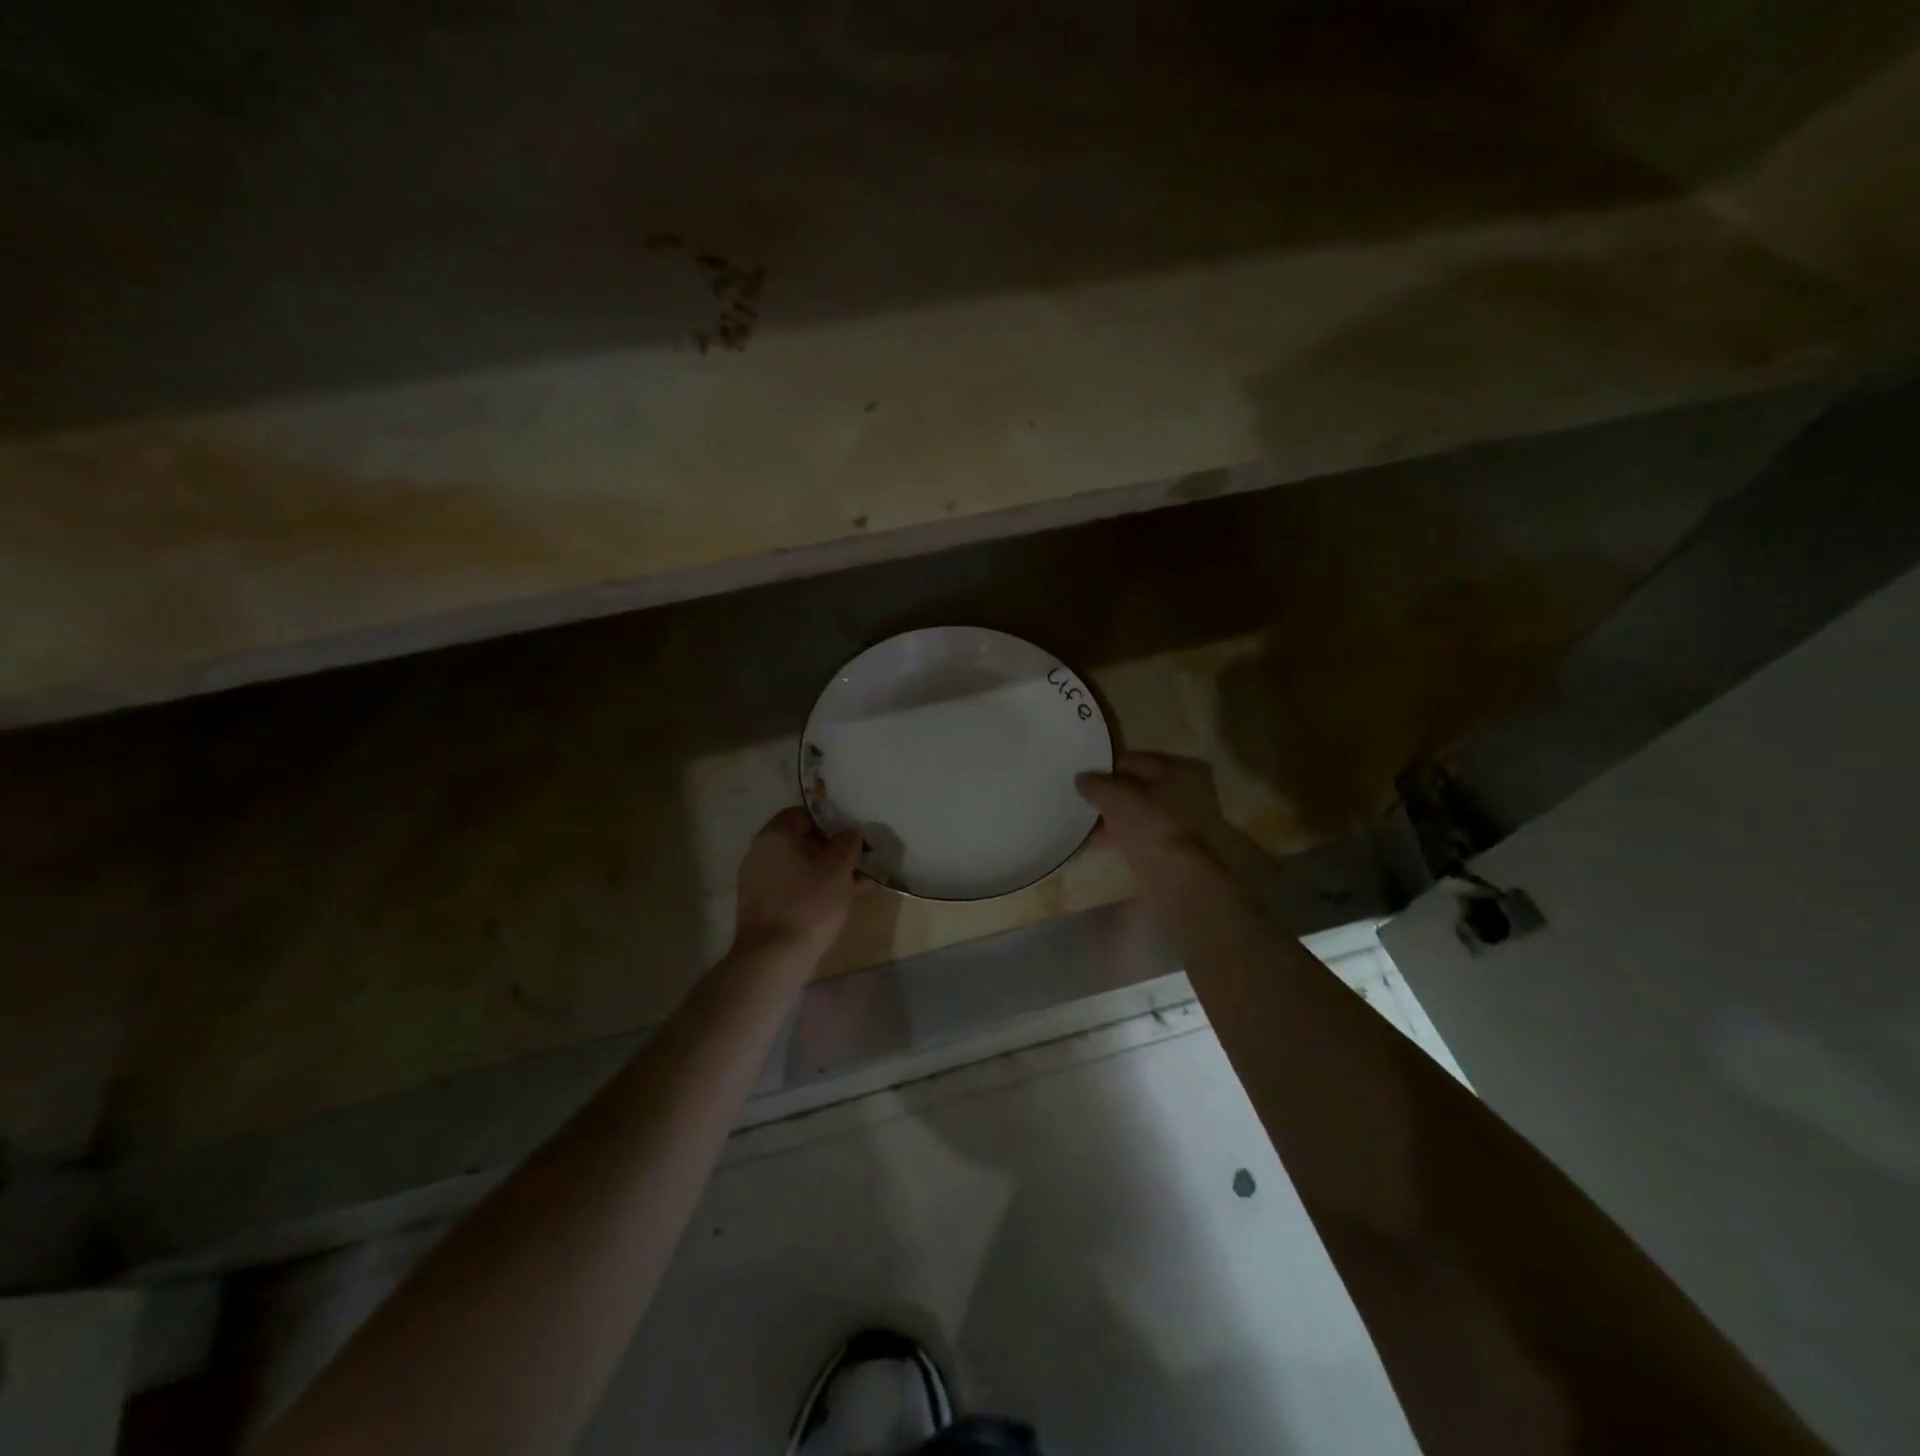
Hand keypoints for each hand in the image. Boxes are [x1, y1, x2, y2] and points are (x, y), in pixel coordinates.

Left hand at [734, 807, 868, 956]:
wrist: (773, 958)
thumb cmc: (808, 904)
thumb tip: (848, 832)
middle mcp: (760, 853)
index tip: (851, 838)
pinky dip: (813, 890)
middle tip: (858, 863)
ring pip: (799, 867)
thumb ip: (847, 843)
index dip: (830, 822)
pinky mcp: (760, 906)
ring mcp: (757, 881)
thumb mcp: (838, 868)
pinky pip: (792, 888)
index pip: (803, 814)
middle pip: (801, 841)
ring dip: (826, 872)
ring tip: (856, 886)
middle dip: (831, 851)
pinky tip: (838, 902)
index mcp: (775, 835)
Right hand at [1075, 751, 1238, 869]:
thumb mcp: (1116, 798)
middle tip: (1081, 803)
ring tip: (1085, 826)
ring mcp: (1187, 822)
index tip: (1081, 779)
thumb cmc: (1153, 826)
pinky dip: (1124, 836)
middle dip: (1109, 796)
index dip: (1104, 768)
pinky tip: (1100, 843)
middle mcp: (1189, 791)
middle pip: (1138, 787)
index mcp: (1180, 768)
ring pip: (1141, 813)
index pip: (1133, 760)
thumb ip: (1096, 784)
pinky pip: (1145, 835)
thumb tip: (1082, 778)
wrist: (1184, 880)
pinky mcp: (1180, 849)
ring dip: (1114, 818)